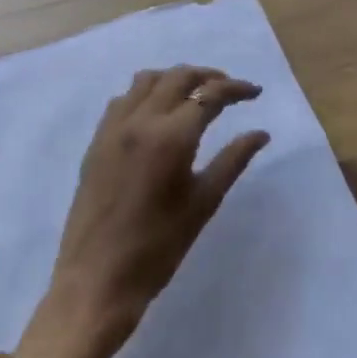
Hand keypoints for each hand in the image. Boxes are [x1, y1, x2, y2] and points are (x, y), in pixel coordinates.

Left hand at [21, 66, 269, 357]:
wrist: (96, 280)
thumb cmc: (158, 248)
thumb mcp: (203, 204)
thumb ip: (232, 161)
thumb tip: (260, 134)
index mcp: (170, 137)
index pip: (209, 94)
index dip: (235, 89)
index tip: (255, 93)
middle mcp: (139, 120)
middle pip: (178, 76)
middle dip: (208, 76)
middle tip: (230, 92)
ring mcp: (113, 128)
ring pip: (147, 80)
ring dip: (175, 79)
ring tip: (195, 96)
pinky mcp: (97, 141)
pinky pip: (123, 99)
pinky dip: (146, 93)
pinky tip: (158, 114)